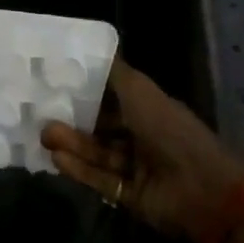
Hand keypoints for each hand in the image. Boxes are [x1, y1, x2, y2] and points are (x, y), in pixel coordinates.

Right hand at [40, 58, 243, 242]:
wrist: (202, 189)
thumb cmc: (170, 131)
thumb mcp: (140, 91)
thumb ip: (115, 72)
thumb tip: (96, 47)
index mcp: (151, 110)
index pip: (113, 99)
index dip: (86, 93)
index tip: (55, 85)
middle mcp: (144, 137)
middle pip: (101, 128)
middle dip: (73, 122)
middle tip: (41, 115)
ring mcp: (137, 168)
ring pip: (98, 153)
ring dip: (72, 144)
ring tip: (44, 136)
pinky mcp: (131, 195)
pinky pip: (101, 179)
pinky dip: (80, 170)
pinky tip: (57, 159)